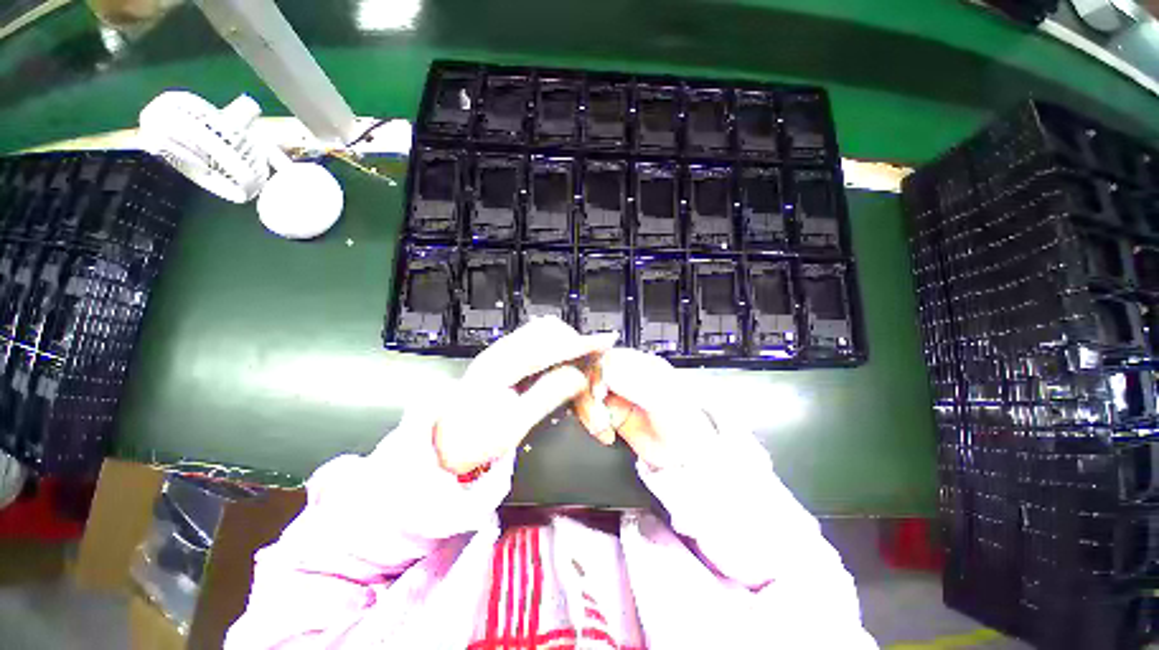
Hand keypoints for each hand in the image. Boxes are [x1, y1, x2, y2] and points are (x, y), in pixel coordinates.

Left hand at [433, 317, 616, 474]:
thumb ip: (546, 396)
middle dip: (574, 342)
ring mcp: (501, 352)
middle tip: (593, 360)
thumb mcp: (512, 426)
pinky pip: (536, 342)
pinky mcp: (504, 358)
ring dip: (566, 344)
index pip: (549, 348)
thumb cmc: (475, 440)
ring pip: (542, 333)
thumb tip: (577, 375)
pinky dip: (556, 348)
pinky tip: (563, 363)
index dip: (581, 344)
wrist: (444, 444)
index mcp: (500, 367)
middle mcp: (501, 352)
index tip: (605, 342)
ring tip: (581, 363)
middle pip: (547, 331)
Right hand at [579, 348, 716, 469]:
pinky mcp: (611, 413)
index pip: (609, 356)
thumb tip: (606, 370)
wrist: (683, 456)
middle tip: (598, 411)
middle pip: (592, 373)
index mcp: (641, 364)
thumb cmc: (682, 424)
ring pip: (588, 392)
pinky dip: (592, 422)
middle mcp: (626, 376)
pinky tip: (605, 432)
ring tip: (602, 426)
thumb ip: (634, 384)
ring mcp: (617, 395)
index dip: (598, 371)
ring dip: (589, 410)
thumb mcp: (661, 400)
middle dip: (590, 393)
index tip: (599, 391)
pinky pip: (590, 411)